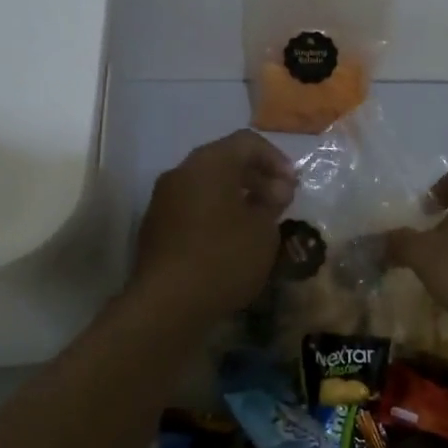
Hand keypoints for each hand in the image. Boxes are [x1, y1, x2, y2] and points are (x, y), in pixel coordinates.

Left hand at [128, 130, 295, 324]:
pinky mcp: (155, 226)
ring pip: (207, 185)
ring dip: (236, 196)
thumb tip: (275, 190)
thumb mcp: (263, 230)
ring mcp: (163, 199)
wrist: (167, 304)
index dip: (276, 159)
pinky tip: (232, 240)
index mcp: (209, 163)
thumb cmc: (224, 258)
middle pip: (224, 160)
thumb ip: (272, 202)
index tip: (293, 187)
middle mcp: (181, 172)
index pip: (247, 142)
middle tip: (280, 203)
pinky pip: (193, 206)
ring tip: (259, 223)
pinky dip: (216, 212)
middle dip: (257, 177)